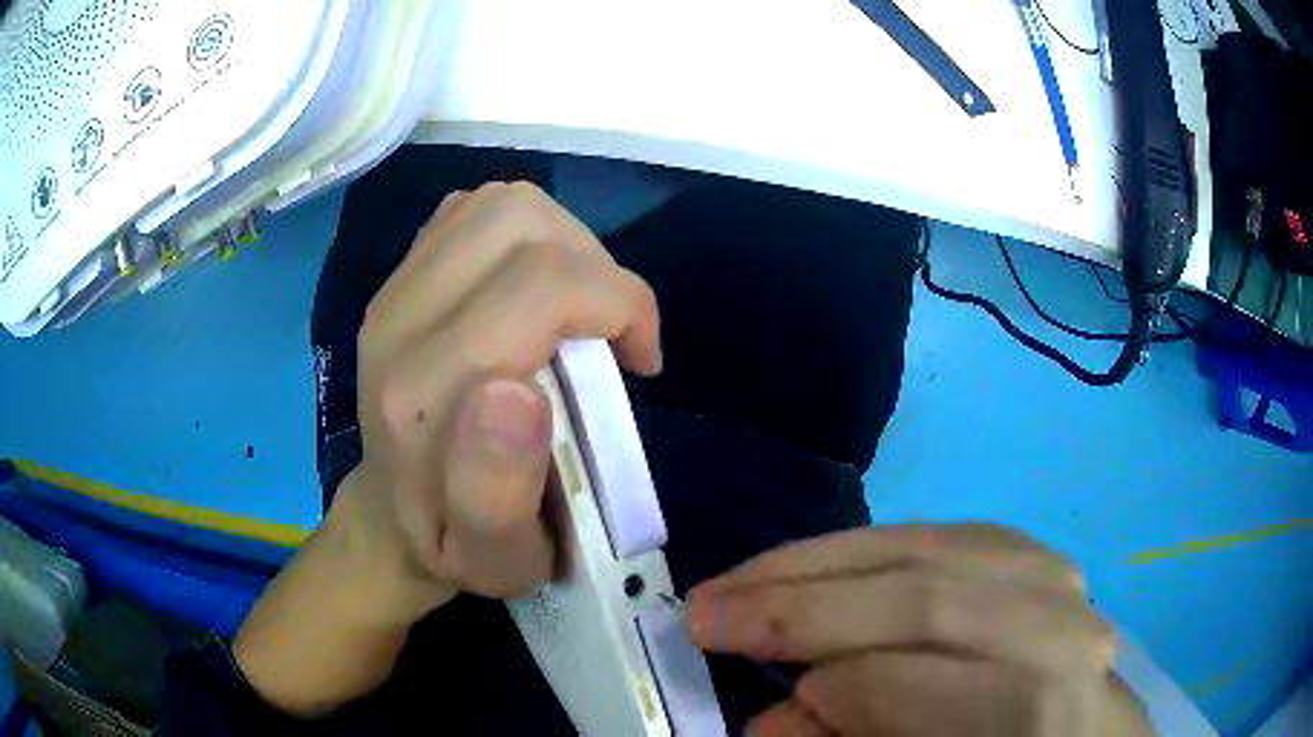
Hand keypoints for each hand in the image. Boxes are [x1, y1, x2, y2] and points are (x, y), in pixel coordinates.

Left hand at [234, 183, 660, 715]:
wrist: (392, 519)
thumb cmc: (459, 547)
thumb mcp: (497, 558)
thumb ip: (498, 490)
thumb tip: (519, 393)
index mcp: (423, 397)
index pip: (540, 286)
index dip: (618, 304)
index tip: (637, 361)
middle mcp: (398, 322)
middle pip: (521, 222)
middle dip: (597, 267)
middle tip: (611, 333)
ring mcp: (393, 289)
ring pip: (502, 205)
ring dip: (566, 244)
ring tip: (579, 308)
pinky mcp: (400, 275)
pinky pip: (475, 211)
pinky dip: (526, 235)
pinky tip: (533, 291)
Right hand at [687, 524, 1152, 735]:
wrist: (1084, 733)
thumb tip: (774, 718)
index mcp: (1033, 708)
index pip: (907, 682)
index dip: (820, 689)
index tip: (752, 703)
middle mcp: (1056, 628)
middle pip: (917, 595)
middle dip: (796, 601)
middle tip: (705, 609)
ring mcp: (1055, 577)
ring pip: (926, 547)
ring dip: (821, 561)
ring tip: (746, 581)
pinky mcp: (1037, 554)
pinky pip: (943, 535)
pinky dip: (874, 546)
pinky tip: (826, 564)